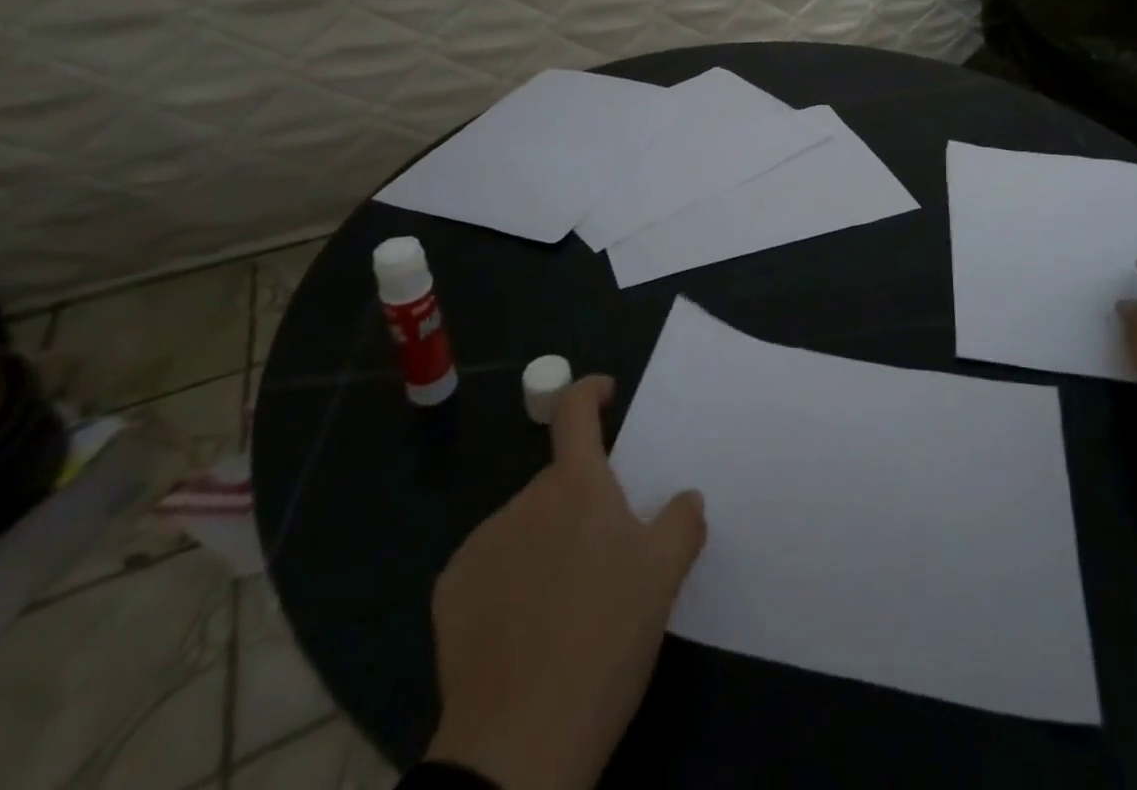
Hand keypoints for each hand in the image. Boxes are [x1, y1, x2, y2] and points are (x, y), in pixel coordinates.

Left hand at [425, 375, 706, 789]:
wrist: (519, 744)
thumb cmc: (605, 640)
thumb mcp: (664, 578)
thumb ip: (682, 522)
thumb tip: (685, 497)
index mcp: (576, 485)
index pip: (576, 412)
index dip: (591, 392)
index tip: (605, 395)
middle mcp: (525, 499)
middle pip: (559, 481)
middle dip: (582, 502)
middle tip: (606, 557)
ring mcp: (483, 542)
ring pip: (526, 524)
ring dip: (546, 542)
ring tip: (566, 604)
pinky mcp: (451, 588)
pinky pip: (491, 564)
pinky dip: (510, 578)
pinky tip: (523, 629)